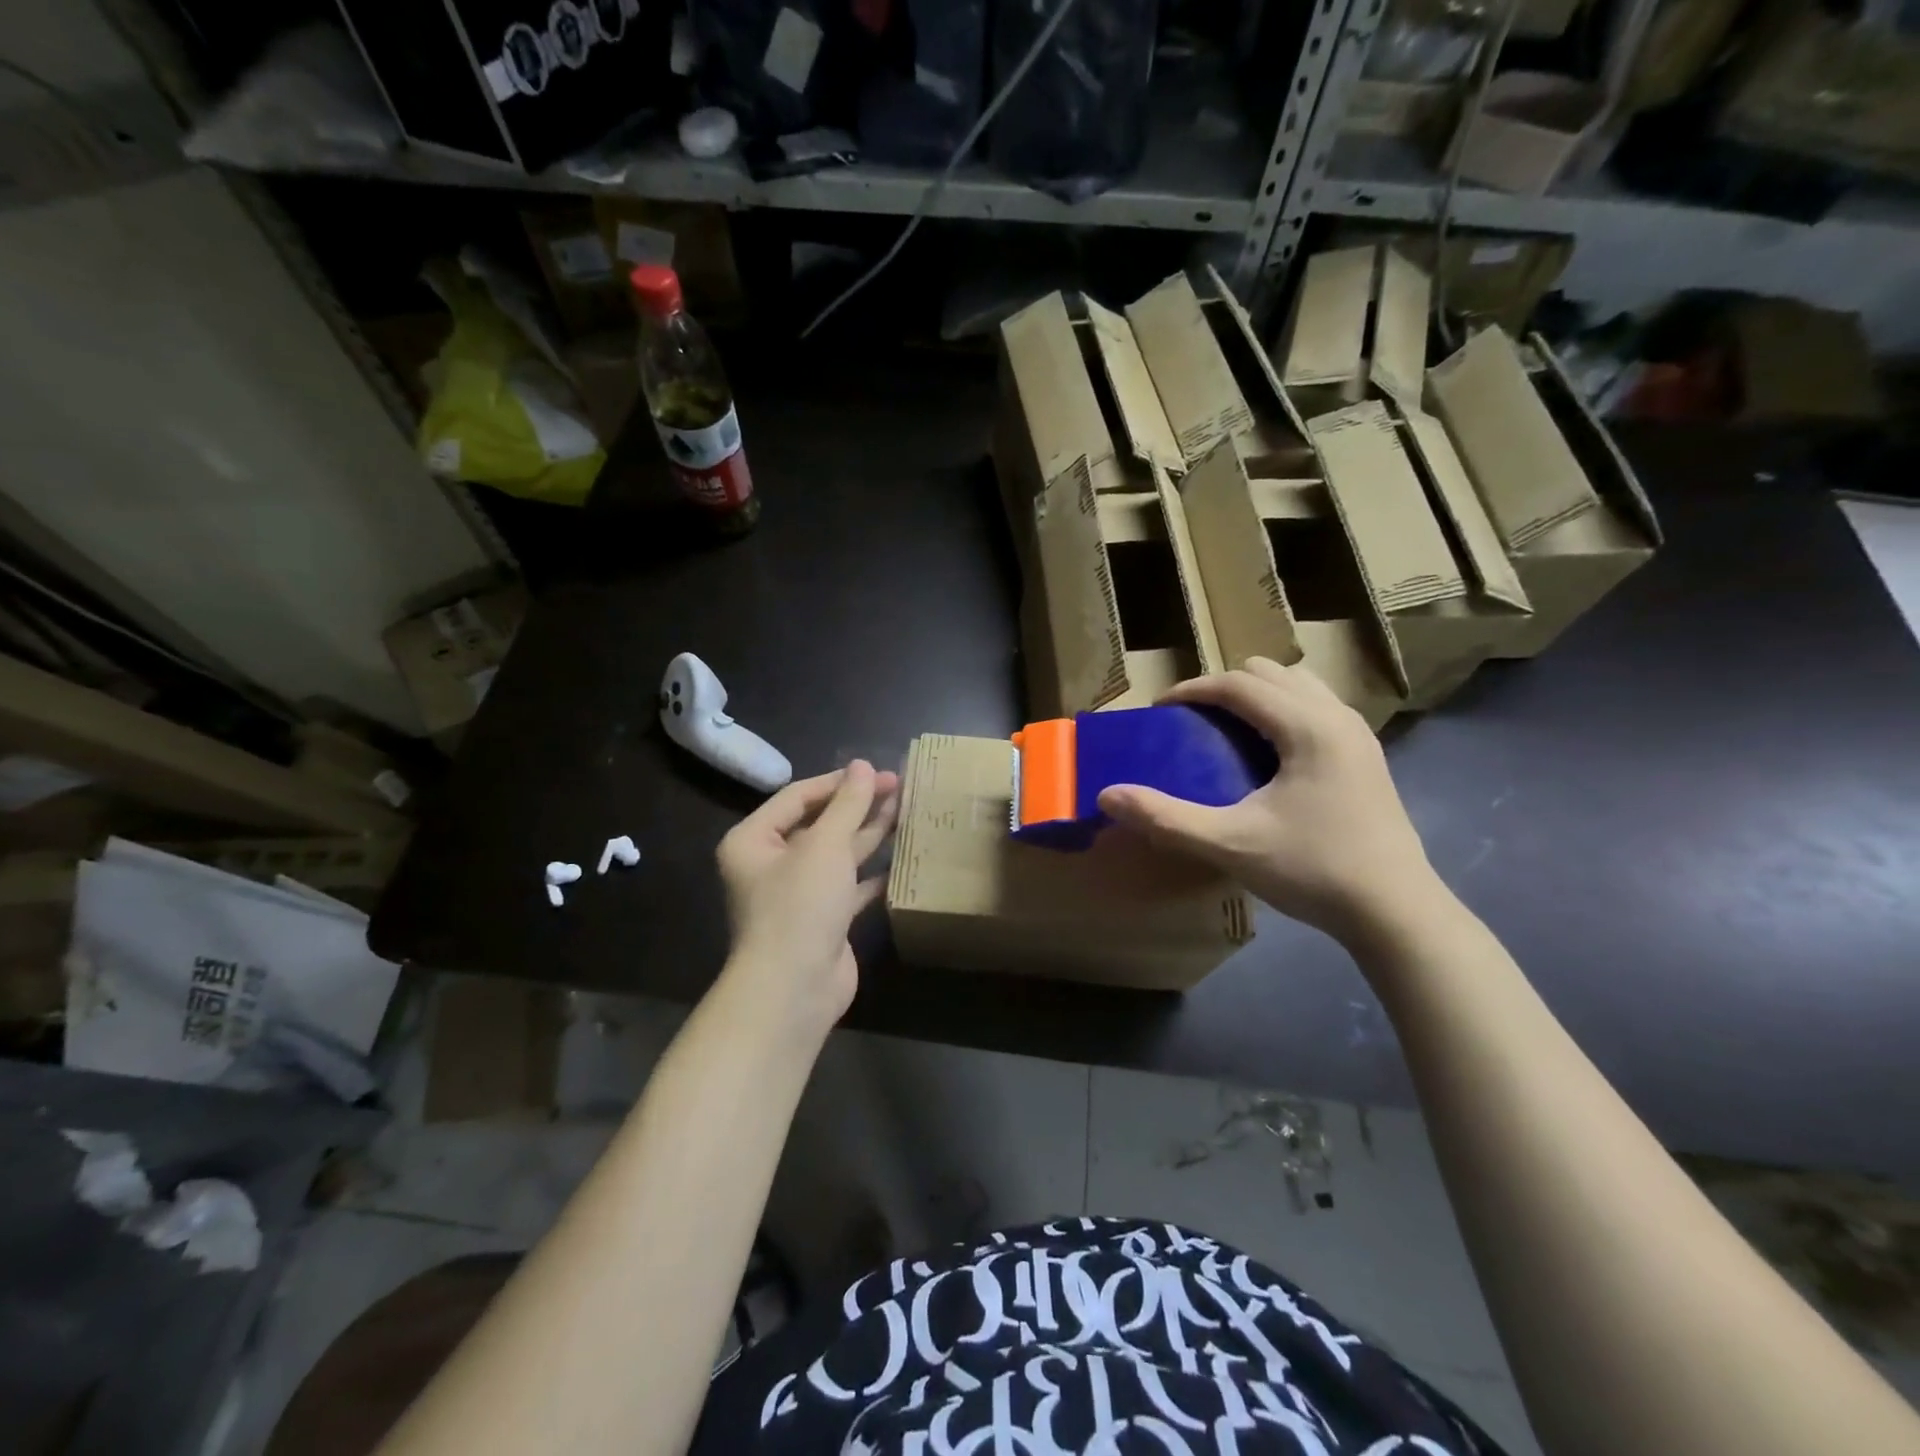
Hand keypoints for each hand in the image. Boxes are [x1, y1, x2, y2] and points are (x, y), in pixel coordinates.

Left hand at [715, 761, 899, 1037]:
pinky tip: (899, 859)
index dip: (838, 781)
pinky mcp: (822, 920)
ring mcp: (797, 894)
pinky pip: (849, 886)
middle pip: (819, 823)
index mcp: (753, 840)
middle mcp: (771, 864)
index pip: (798, 796)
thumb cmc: (800, 905)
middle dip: (857, 805)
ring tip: (905, 809)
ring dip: (868, 833)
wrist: (794, 989)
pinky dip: (871, 873)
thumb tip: (862, 765)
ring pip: (837, 854)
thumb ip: (847, 804)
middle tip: (897, 785)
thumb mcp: (825, 846)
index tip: (875, 770)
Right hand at [1097, 658, 1436, 945]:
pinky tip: (1267, 757)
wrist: (1396, 912)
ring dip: (1257, 696)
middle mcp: (1337, 717)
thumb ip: (1165, 818)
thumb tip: (1107, 796)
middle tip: (1192, 721)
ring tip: (1227, 732)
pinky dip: (1282, 712)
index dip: (1192, 689)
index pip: (1239, 684)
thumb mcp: (1230, 844)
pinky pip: (1316, 708)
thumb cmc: (1313, 871)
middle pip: (1270, 673)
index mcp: (1308, 727)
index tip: (1159, 710)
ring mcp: (1358, 735)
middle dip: (1224, 687)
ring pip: (1298, 686)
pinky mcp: (1365, 756)